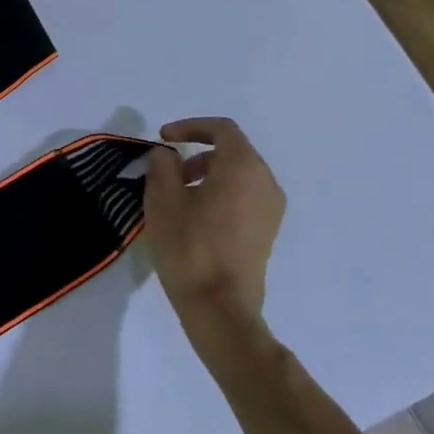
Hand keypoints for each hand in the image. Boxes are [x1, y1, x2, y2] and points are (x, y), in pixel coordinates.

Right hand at [144, 118, 285, 325]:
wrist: (220, 306)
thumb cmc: (189, 246)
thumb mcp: (162, 198)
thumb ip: (162, 165)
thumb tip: (167, 156)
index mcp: (244, 167)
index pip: (221, 129)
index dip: (189, 127)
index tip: (162, 139)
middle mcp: (265, 182)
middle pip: (232, 151)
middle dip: (197, 154)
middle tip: (167, 173)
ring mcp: (271, 209)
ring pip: (238, 175)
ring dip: (207, 175)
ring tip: (177, 197)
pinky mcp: (267, 232)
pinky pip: (244, 197)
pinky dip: (220, 193)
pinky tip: (194, 217)